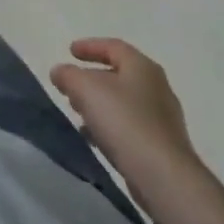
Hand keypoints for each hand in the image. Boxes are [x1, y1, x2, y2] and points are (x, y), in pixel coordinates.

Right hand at [50, 38, 196, 188]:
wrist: (164, 177)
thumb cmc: (124, 121)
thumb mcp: (85, 89)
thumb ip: (68, 75)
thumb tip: (60, 72)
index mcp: (142, 67)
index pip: (114, 47)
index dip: (89, 46)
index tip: (69, 52)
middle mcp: (157, 88)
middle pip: (119, 75)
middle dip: (92, 79)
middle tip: (71, 85)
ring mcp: (163, 119)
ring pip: (124, 103)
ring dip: (100, 104)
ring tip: (78, 112)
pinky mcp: (163, 147)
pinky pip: (131, 127)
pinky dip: (111, 126)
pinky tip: (95, 138)